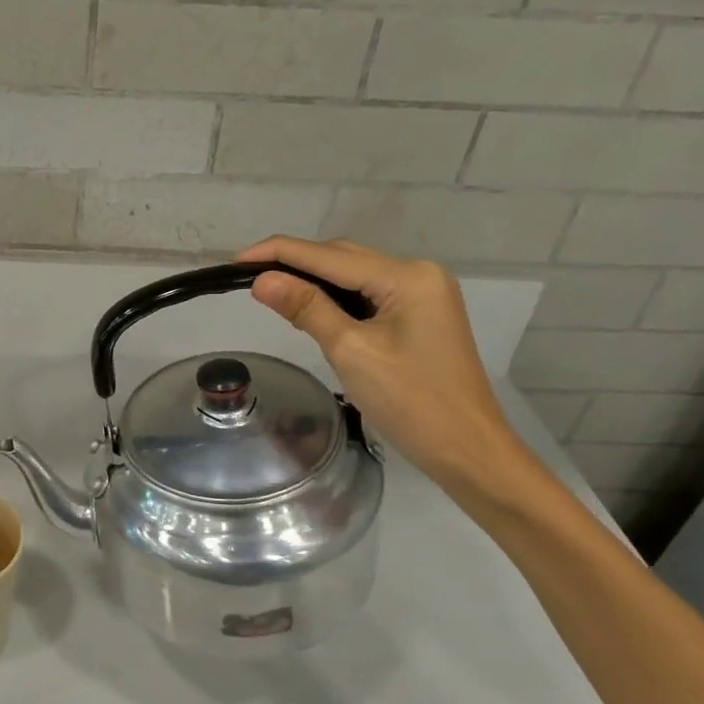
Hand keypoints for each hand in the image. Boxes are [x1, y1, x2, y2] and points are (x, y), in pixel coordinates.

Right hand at [238, 237, 530, 498]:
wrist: (468, 450)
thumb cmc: (411, 402)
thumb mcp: (351, 351)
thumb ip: (307, 308)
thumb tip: (262, 280)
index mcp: (407, 276)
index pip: (328, 255)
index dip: (279, 253)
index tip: (235, 261)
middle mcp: (418, 274)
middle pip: (342, 258)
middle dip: (295, 264)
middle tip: (247, 279)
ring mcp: (422, 295)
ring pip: (354, 276)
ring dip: (313, 281)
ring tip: (270, 291)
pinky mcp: (420, 316)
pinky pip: (367, 295)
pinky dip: (335, 299)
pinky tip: (310, 308)